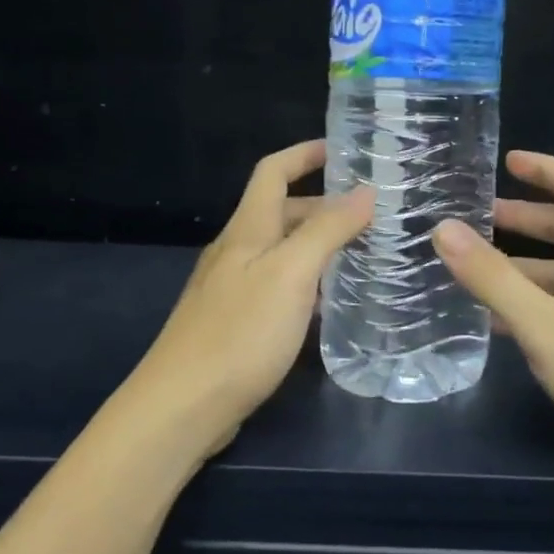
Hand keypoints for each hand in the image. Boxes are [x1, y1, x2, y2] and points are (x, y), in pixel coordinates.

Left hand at [125, 141, 371, 460]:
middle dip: (322, 205)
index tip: (342, 149)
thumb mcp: (292, 274)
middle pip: (280, 212)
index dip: (304, 154)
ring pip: (279, 252)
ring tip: (360, 255)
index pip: (273, 172)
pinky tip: (326, 305)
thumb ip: (328, 230)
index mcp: (247, 229)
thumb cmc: (240, 332)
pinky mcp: (233, 323)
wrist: (183, 405)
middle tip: (370, 216)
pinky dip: (304, 282)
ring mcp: (231, 289)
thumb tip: (365, 192)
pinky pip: (275, 286)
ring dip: (316, 245)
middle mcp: (235, 251)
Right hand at [432, 151, 553, 490]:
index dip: (546, 168)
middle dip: (526, 219)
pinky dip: (540, 304)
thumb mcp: (544, 326)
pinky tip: (508, 326)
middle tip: (480, 219)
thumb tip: (445, 228)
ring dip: (528, 268)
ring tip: (479, 274)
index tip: (508, 160)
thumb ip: (492, 278)